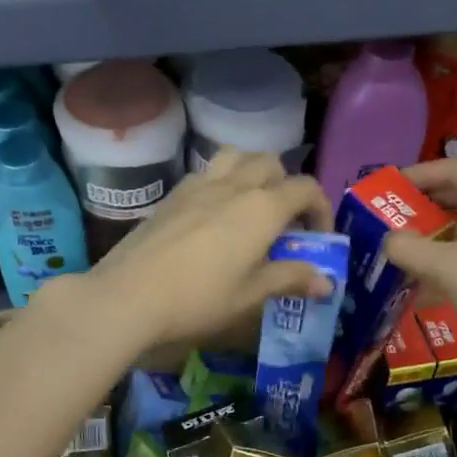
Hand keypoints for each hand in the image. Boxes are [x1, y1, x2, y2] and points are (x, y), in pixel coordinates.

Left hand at [72, 151, 333, 352]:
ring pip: (238, 157)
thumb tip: (327, 282)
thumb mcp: (251, 295)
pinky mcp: (173, 194)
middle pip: (273, 164)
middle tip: (284, 224)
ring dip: (254, 173)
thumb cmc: (199, 299)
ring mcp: (200, 185)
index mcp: (262, 207)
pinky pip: (208, 172)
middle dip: (288, 187)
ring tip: (251, 207)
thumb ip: (290, 279)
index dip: (321, 209)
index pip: (306, 188)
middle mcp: (235, 185)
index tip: (318, 238)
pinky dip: (223, 181)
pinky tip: (214, 216)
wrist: (129, 295)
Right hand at [382, 159, 456, 364]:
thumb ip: (409, 249)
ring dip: (446, 225)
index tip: (388, 188)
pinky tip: (445, 266)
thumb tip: (389, 239)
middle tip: (394, 216)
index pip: (452, 169)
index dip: (417, 176)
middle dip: (429, 202)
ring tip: (414, 242)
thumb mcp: (447, 270)